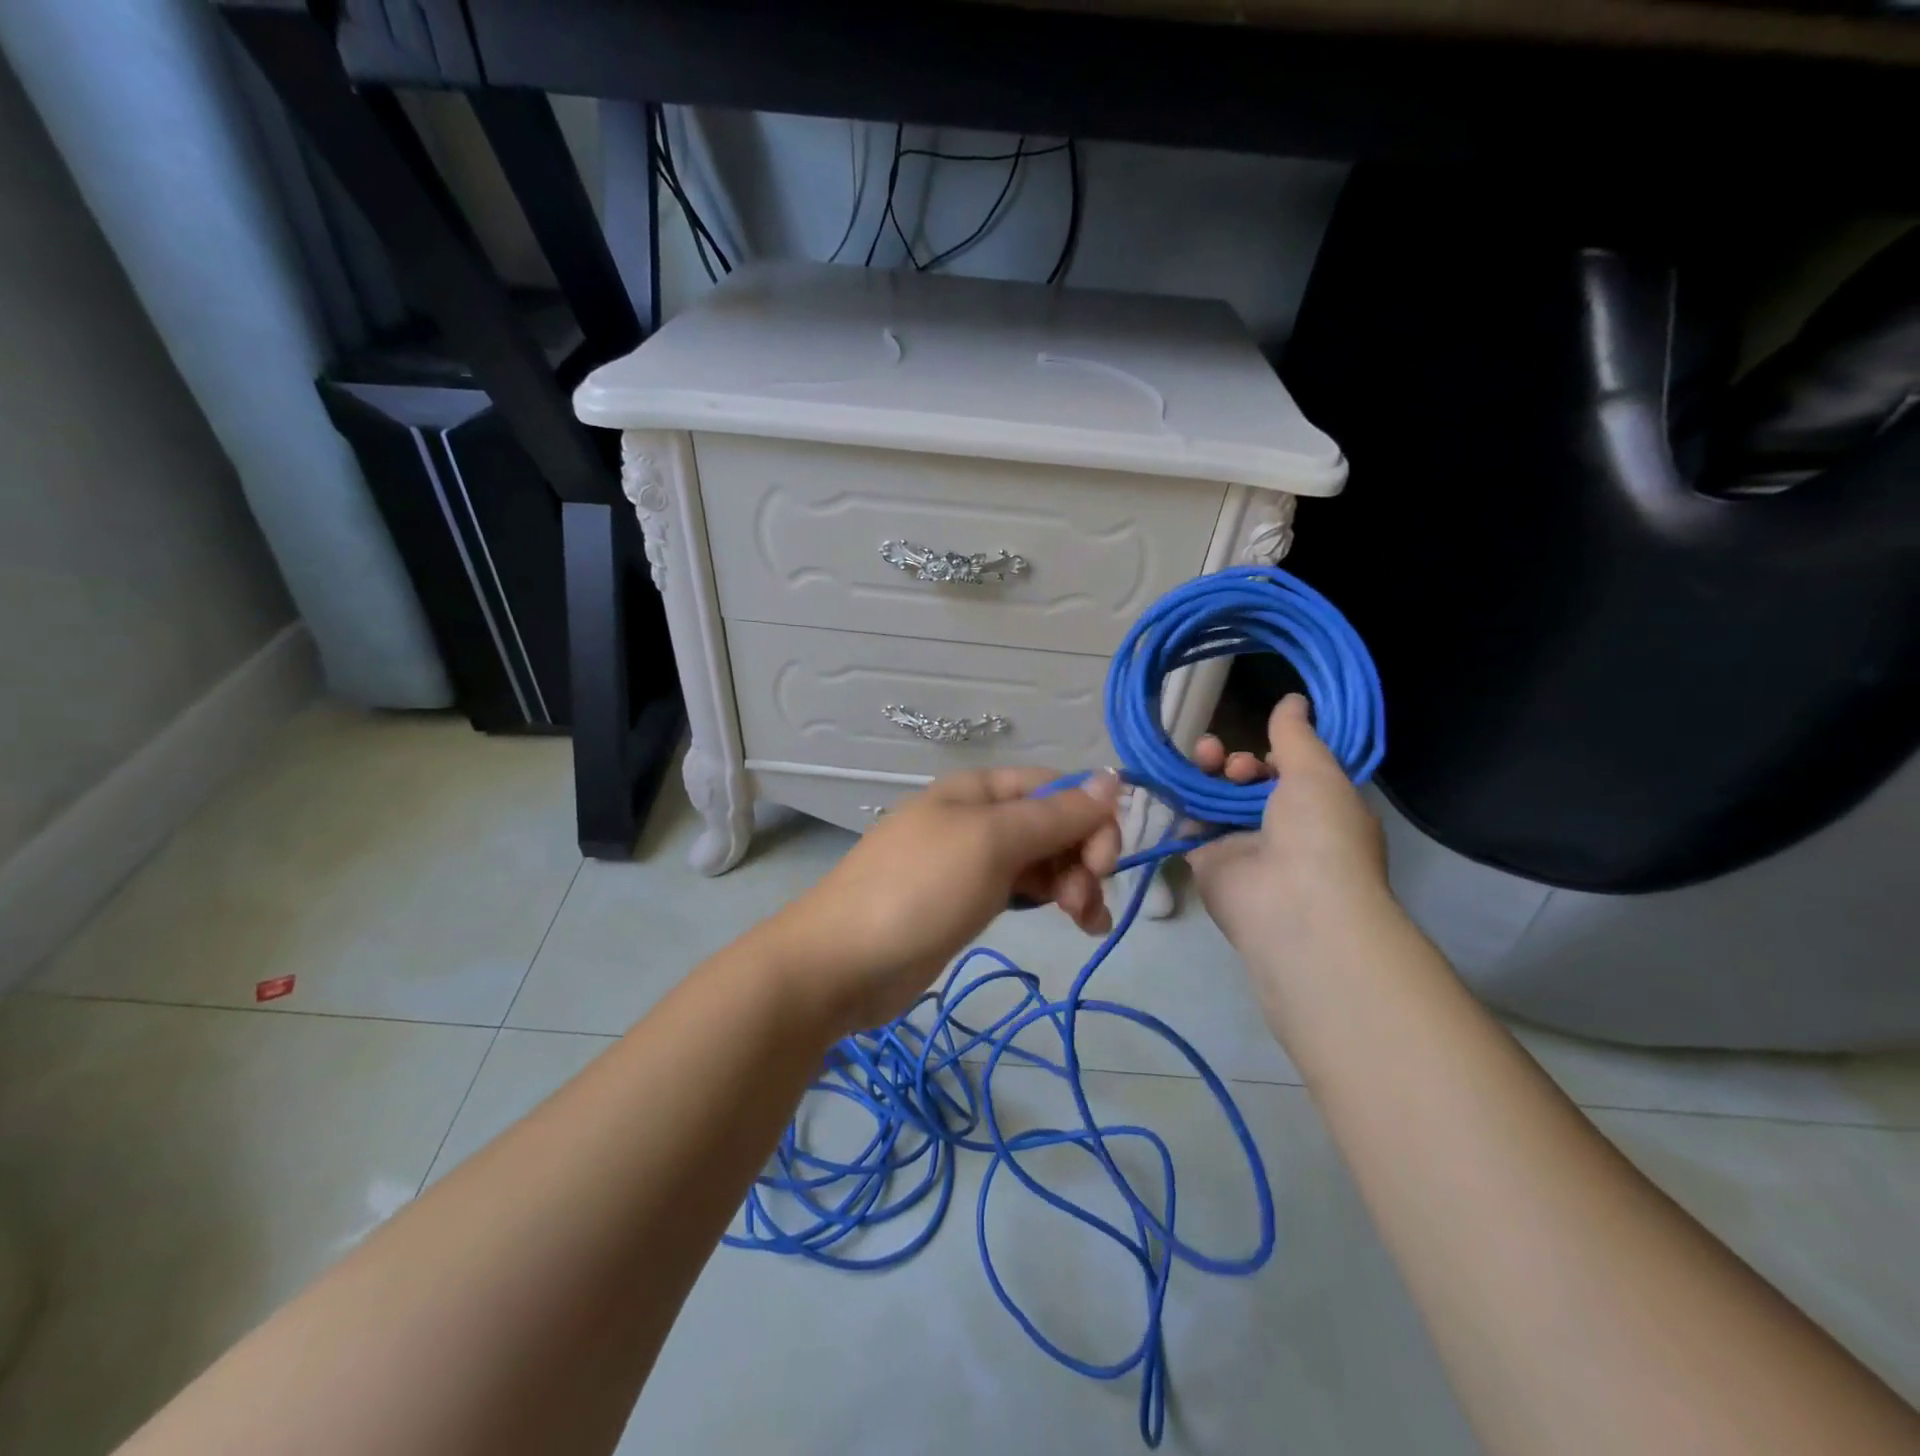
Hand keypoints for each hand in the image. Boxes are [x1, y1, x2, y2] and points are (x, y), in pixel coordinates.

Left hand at [769, 767, 1122, 1035]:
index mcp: (979, 789)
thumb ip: (1054, 814)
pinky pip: (1024, 889)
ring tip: (1086, 921)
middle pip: (1052, 824)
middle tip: (1086, 900)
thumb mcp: (991, 842)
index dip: (1090, 816)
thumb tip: (1112, 779)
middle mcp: (978, 817)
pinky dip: (1052, 901)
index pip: (1054, 786)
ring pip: (1042, 859)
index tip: (1107, 861)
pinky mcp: (968, 901)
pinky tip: (1077, 925)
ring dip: (1074, 883)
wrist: (842, 962)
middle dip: (1082, 856)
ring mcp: (971, 861)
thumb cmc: (919, 890)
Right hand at [1188, 694, 1390, 954]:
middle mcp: (1282, 830)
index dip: (1277, 754)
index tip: (1266, 744)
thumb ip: (1296, 735)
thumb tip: (1293, 699)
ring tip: (1204, 756)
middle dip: (1239, 763)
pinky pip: (1189, 825)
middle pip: (1250, 785)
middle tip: (1230, 760)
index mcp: (1321, 811)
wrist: (1293, 905)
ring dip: (1209, 774)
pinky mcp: (1207, 862)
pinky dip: (1181, 802)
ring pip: (1218, 801)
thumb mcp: (1318, 773)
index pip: (1293, 775)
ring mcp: (1243, 847)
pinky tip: (1174, 779)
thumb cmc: (1321, 833)